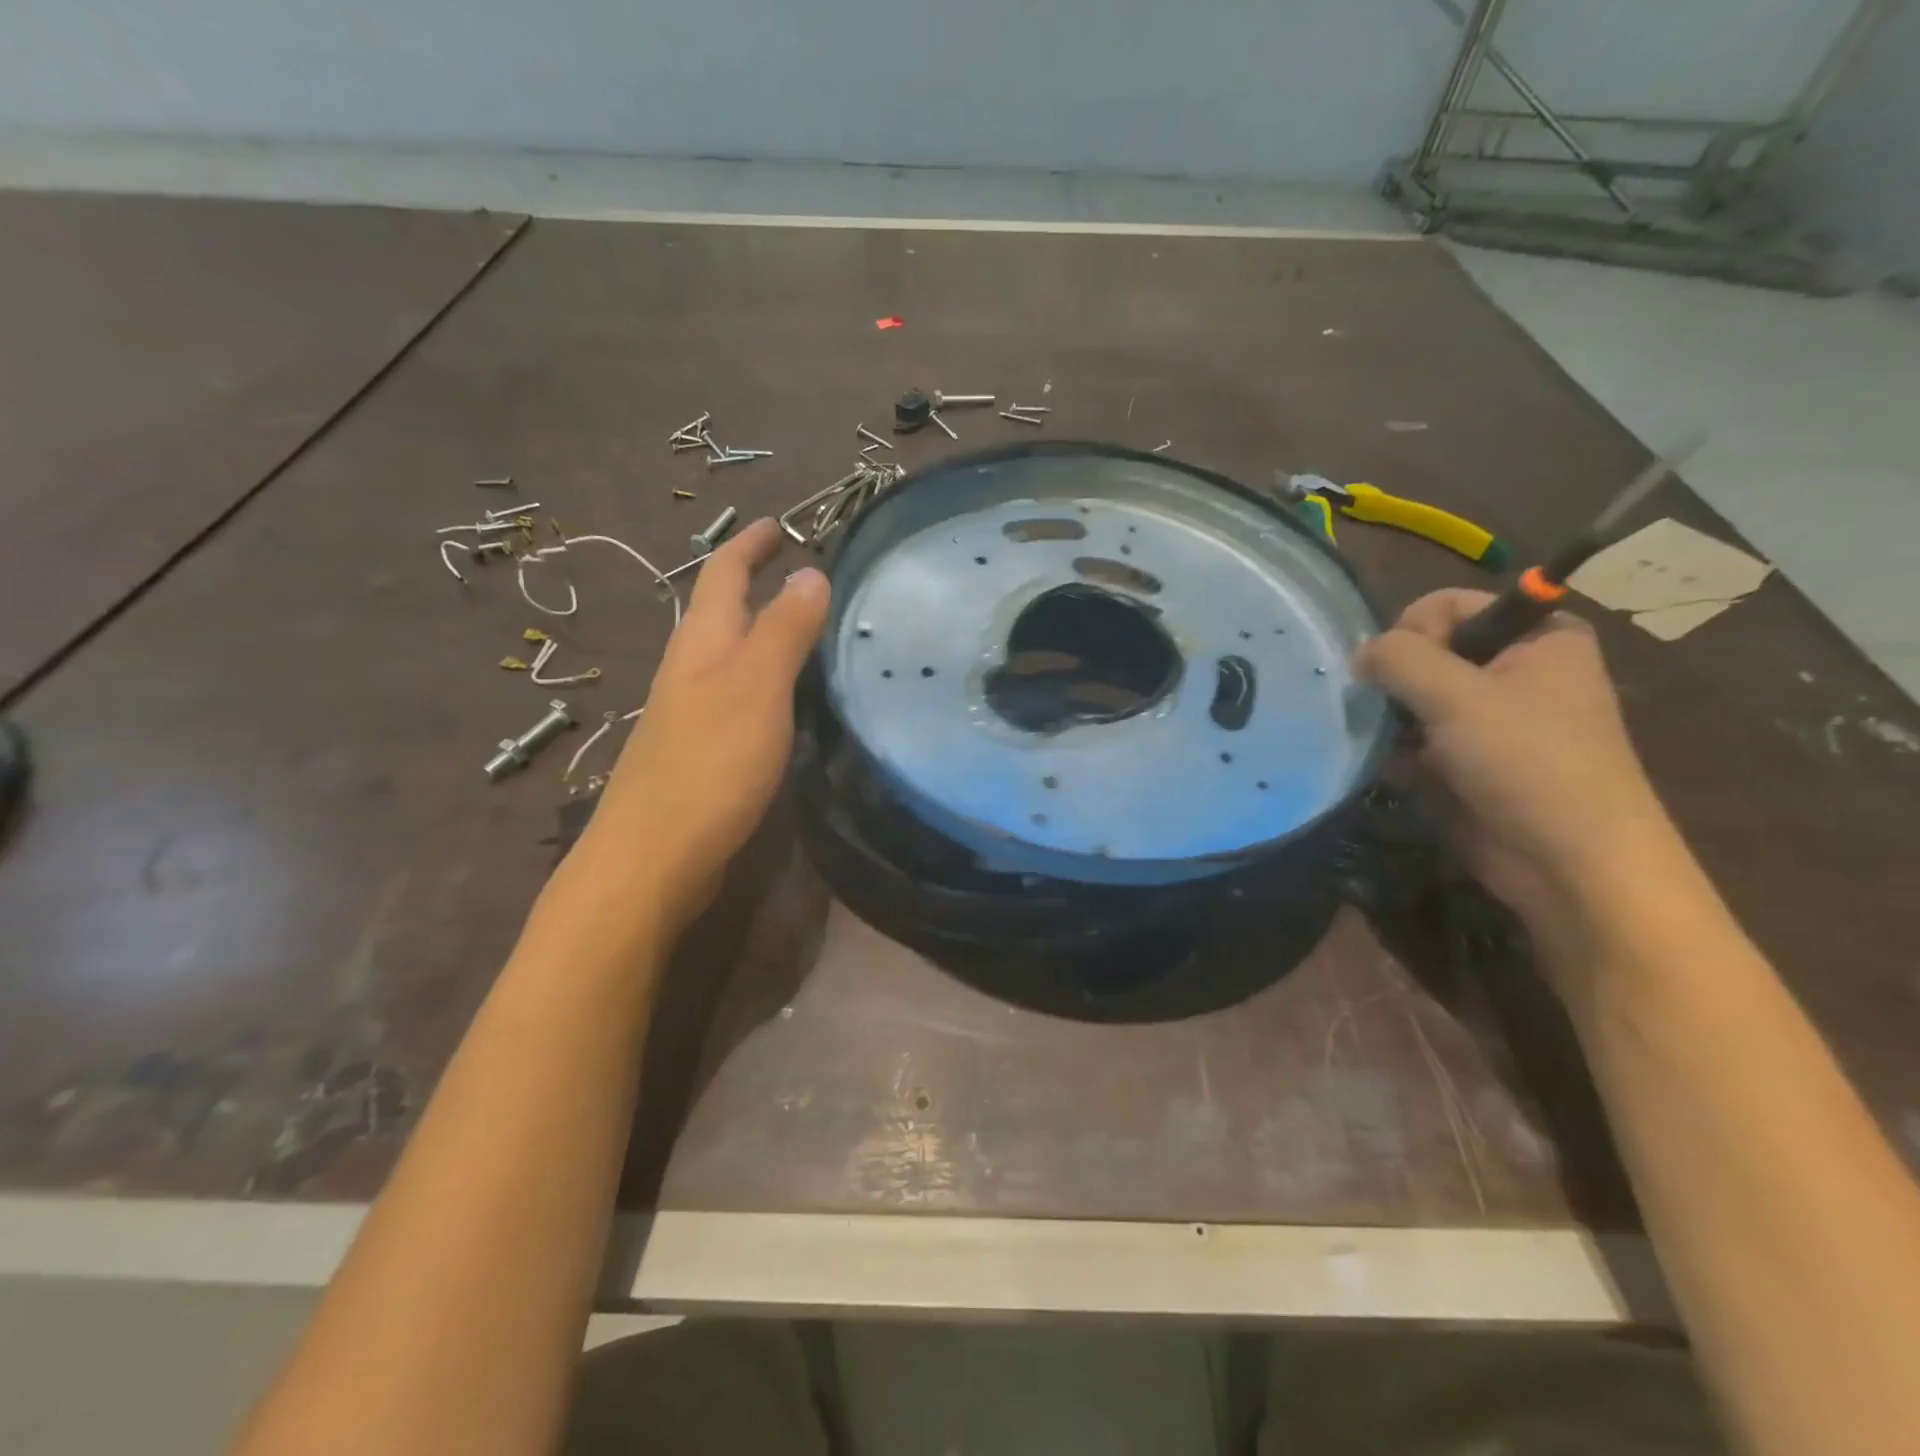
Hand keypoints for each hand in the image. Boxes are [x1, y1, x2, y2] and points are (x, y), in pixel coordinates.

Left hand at [570, 518, 829, 932]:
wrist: (653, 856)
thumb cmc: (709, 764)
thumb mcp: (756, 687)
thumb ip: (783, 630)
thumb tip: (810, 571)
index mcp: (702, 643)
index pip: (723, 573)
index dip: (750, 544)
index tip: (779, 523)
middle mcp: (691, 669)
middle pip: (721, 611)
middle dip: (755, 582)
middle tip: (803, 571)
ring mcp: (692, 712)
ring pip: (729, 654)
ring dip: (761, 630)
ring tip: (805, 625)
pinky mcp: (702, 751)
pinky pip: (737, 694)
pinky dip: (765, 677)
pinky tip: (788, 698)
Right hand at [1357, 590, 1685, 960]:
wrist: (1571, 863)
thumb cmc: (1527, 762)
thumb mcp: (1457, 695)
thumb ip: (1399, 658)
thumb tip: (1360, 654)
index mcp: (1537, 637)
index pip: (1448, 604)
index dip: (1414, 630)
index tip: (1401, 670)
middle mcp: (1517, 670)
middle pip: (1428, 652)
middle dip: (1398, 681)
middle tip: (1391, 713)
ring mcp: (1493, 719)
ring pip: (1416, 698)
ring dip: (1394, 720)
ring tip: (1389, 746)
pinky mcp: (1472, 761)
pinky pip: (1419, 739)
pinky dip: (1400, 751)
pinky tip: (1395, 771)